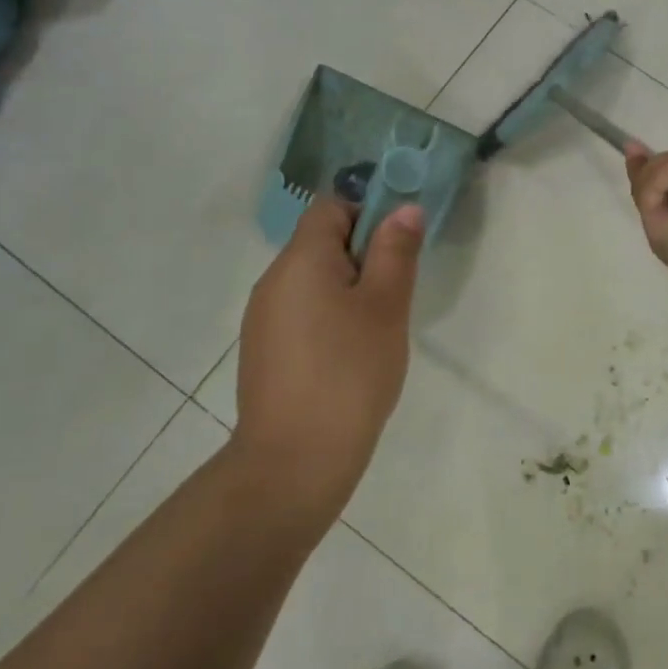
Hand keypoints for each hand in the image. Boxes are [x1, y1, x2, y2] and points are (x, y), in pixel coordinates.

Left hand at [230, 198, 423, 531]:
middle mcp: (273, 281)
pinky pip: (303, 314)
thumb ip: (396, 251)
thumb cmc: (349, 372)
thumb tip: (404, 207)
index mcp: (300, 260)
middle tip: (395, 294)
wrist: (294, 462)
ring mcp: (263, 319)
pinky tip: (350, 357)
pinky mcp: (264, 352)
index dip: (368, 212)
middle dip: (364, 256)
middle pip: (321, 243)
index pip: (331, 206)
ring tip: (377, 330)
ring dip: (349, 290)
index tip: (398, 247)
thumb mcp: (386, 306)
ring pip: (314, 281)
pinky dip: (330, 319)